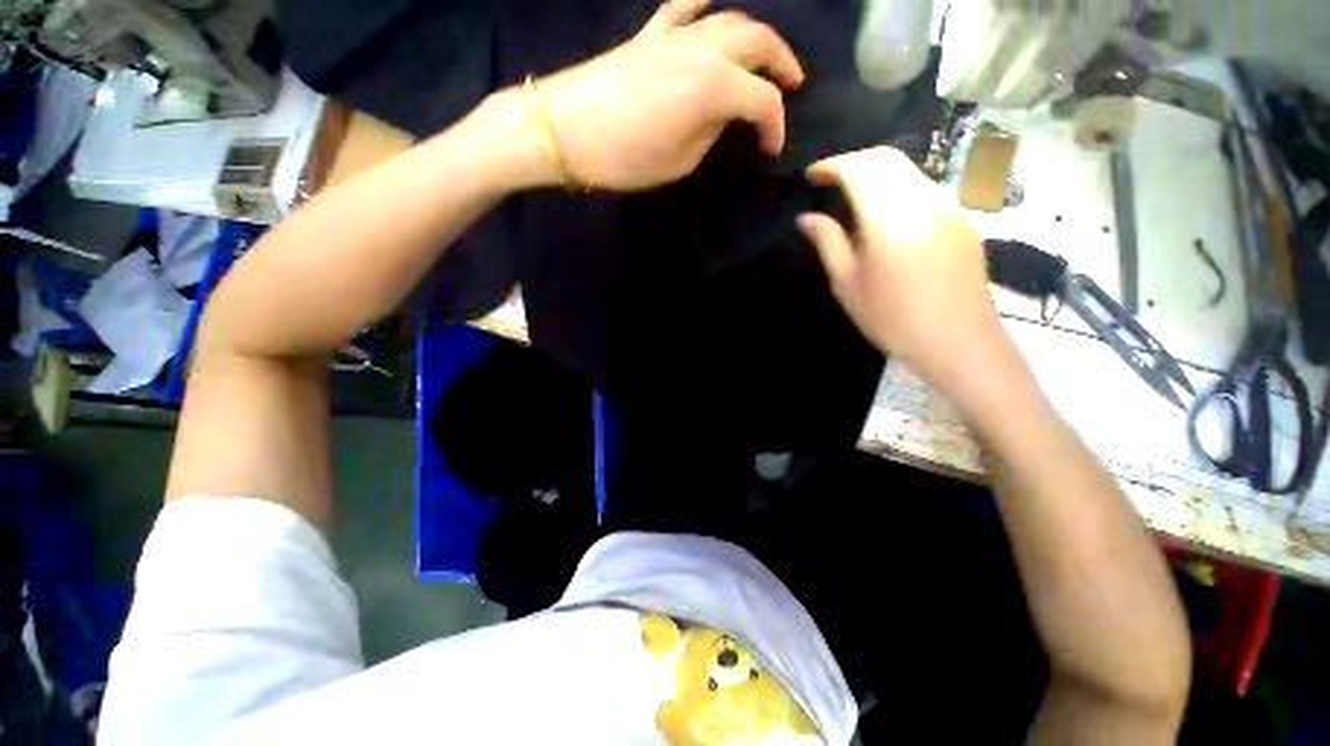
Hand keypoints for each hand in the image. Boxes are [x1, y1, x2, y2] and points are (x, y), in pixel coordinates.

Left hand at [536, 0, 803, 190]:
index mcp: (713, 87)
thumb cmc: (624, 158)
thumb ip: (710, 133)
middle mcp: (702, 49)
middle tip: (792, 83)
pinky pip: (684, 7)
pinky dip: (705, 6)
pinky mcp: (649, 35)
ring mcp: (674, 35)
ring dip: (755, 36)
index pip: (761, 101)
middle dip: (781, 63)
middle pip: (757, 42)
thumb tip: (724, 115)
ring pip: (730, 20)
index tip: (771, 150)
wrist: (563, 130)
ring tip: (766, 56)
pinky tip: (712, 8)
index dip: (775, 126)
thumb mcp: (679, 162)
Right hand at [797, 147, 1003, 388]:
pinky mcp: (960, 218)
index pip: (859, 168)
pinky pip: (923, 187)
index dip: (832, 165)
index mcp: (890, 217)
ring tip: (853, 197)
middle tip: (829, 181)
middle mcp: (923, 199)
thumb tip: (807, 218)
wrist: (958, 341)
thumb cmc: (893, 318)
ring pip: (908, 170)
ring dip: (876, 173)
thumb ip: (828, 243)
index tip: (811, 176)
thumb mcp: (848, 284)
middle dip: (853, 162)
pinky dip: (897, 187)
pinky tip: (885, 214)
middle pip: (887, 158)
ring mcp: (948, 206)